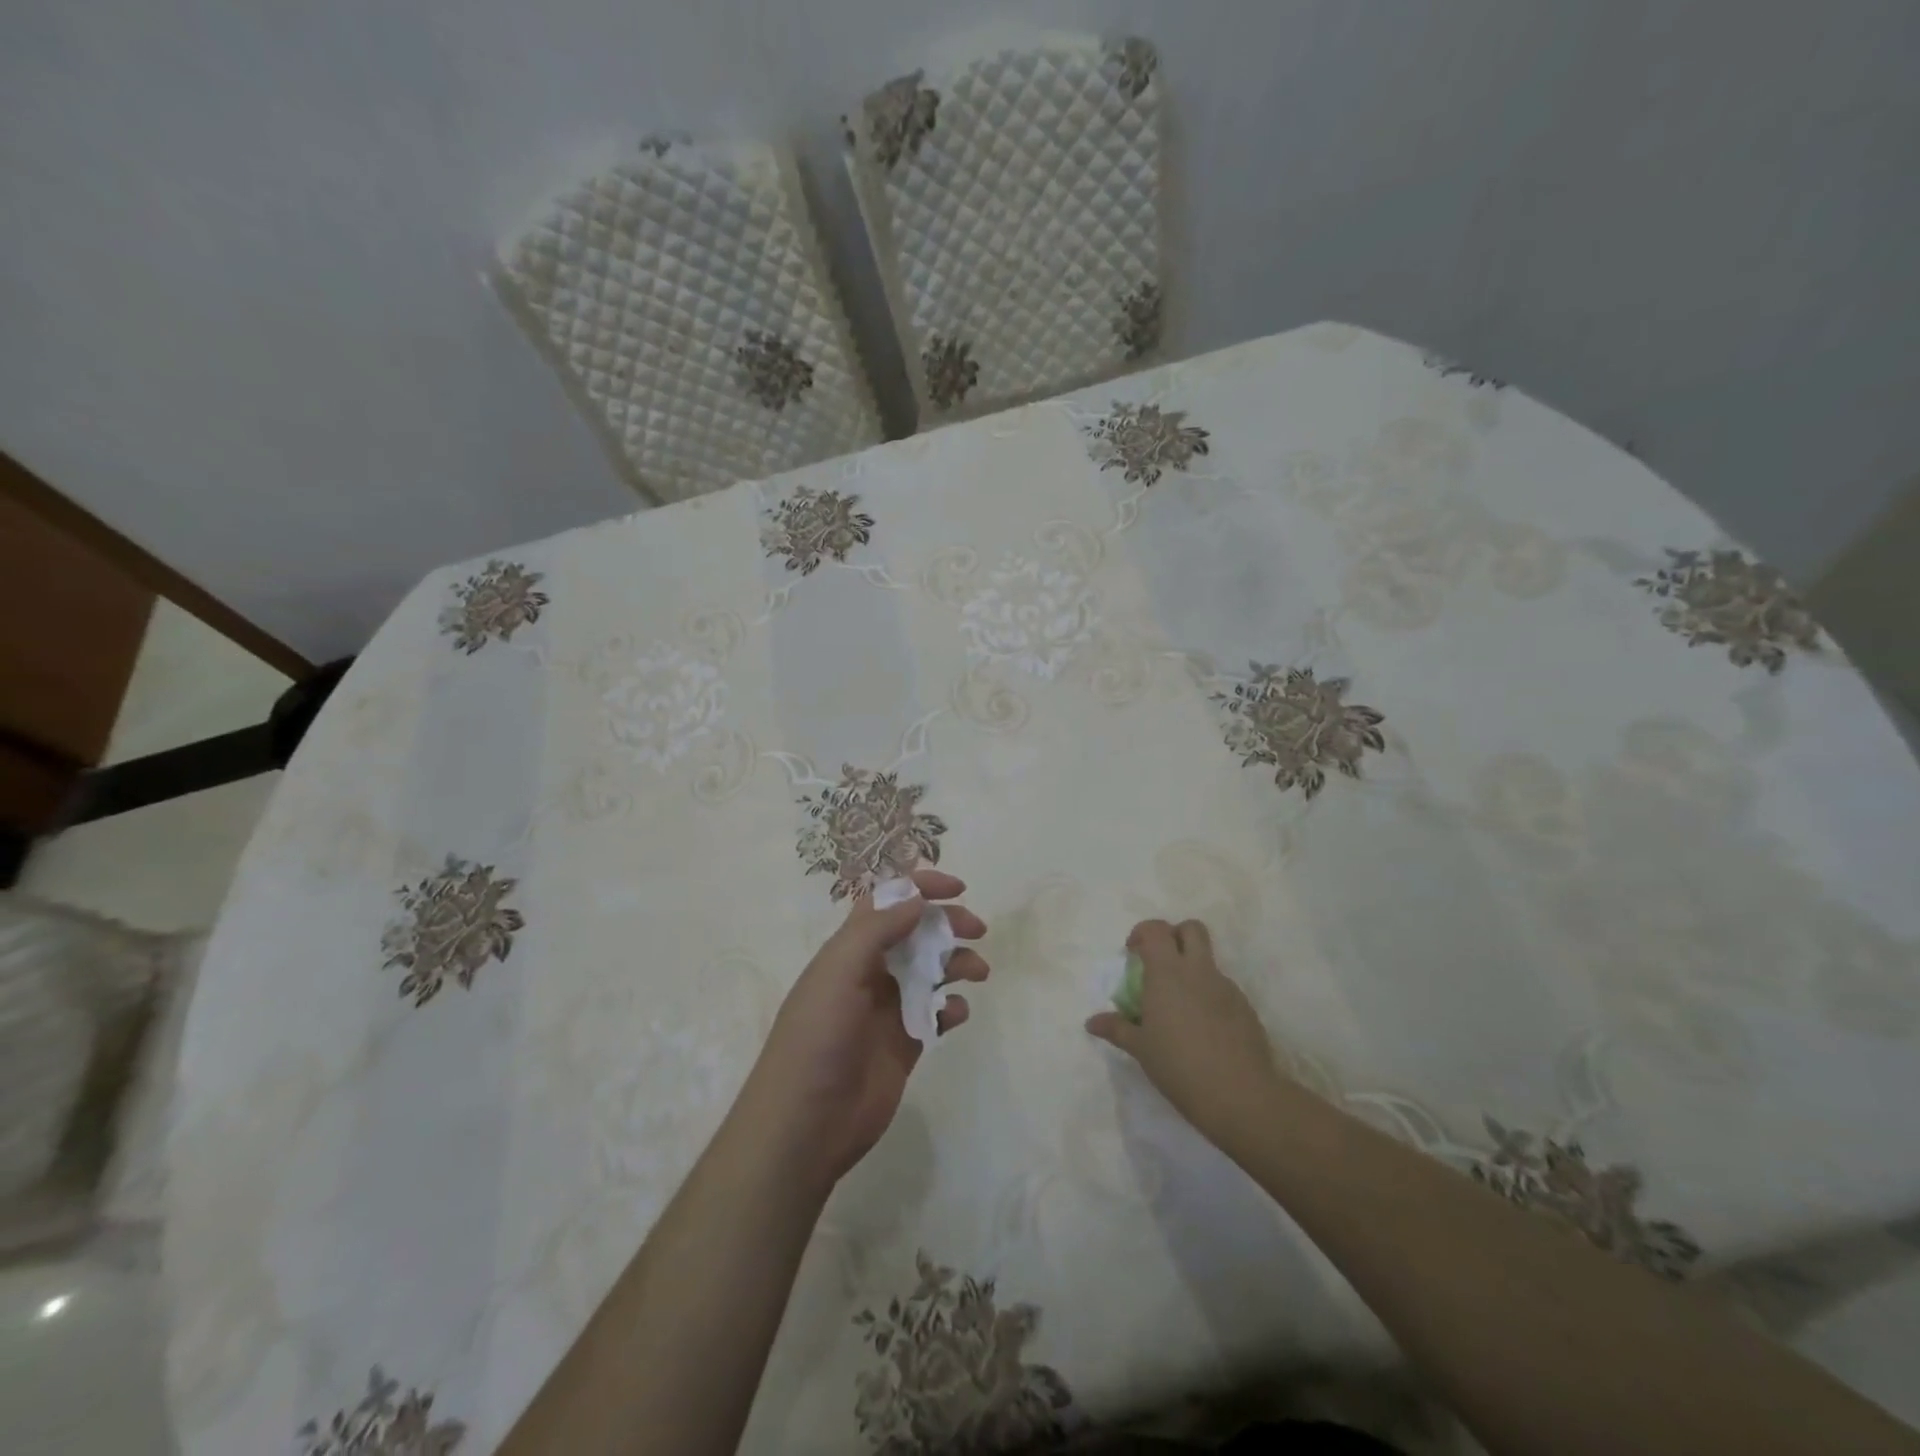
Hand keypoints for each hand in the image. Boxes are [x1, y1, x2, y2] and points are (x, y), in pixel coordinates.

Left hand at [738, 869, 987, 1188]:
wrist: (805, 1125)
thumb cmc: (817, 1038)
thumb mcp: (839, 973)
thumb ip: (877, 931)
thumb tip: (916, 898)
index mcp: (849, 950)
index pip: (887, 902)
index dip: (919, 887)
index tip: (957, 888)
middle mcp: (871, 973)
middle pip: (916, 933)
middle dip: (947, 923)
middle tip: (978, 929)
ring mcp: (889, 1009)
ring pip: (932, 971)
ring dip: (957, 963)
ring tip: (978, 973)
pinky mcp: (905, 1044)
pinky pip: (937, 1015)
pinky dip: (952, 1008)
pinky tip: (955, 1015)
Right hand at [1085, 918, 1282, 1146]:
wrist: (1240, 1095)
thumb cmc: (1179, 1066)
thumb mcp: (1141, 1048)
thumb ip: (1117, 1028)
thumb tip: (1091, 1022)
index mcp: (1168, 973)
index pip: (1155, 930)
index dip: (1142, 933)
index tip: (1132, 953)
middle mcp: (1198, 971)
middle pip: (1191, 929)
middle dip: (1175, 936)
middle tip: (1160, 963)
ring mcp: (1226, 988)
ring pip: (1209, 961)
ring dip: (1192, 970)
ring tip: (1179, 1007)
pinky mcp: (1245, 1008)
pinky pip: (1223, 989)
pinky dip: (1209, 996)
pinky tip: (1203, 1029)